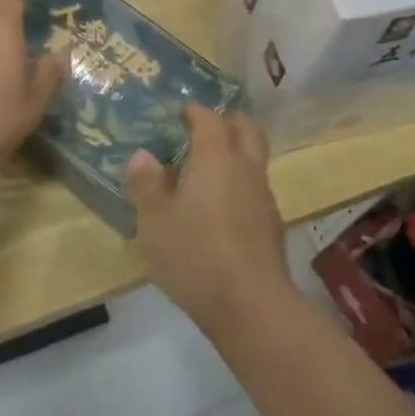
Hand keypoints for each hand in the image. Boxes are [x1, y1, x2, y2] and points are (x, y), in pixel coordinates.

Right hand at [124, 105, 292, 331]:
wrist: (251, 304)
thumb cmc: (195, 254)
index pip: (210, 119)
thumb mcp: (154, 220)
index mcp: (216, 158)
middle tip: (204, 128)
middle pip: (246, 129)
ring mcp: (263, 197)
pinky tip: (219, 208)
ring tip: (207, 169)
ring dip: (236, 154)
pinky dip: (239, 184)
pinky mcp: (271, 225)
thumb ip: (146, 184)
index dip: (195, 111)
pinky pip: (254, 189)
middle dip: (228, 121)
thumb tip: (143, 155)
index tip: (181, 111)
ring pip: (254, 160)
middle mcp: (246, 168)